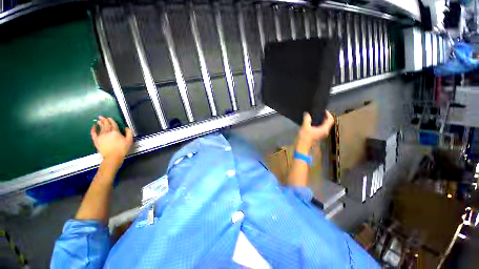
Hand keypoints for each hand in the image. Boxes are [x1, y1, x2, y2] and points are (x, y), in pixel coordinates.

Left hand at [90, 116, 133, 166]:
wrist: (113, 157)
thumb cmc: (122, 149)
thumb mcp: (129, 140)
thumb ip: (129, 133)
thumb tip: (127, 127)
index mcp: (115, 132)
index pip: (113, 124)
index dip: (111, 120)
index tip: (110, 118)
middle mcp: (107, 132)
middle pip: (106, 125)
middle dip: (104, 120)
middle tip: (102, 116)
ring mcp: (101, 136)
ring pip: (100, 128)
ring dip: (100, 123)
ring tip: (99, 120)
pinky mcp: (96, 140)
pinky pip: (93, 133)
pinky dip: (93, 129)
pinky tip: (93, 127)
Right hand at [298, 111, 333, 146]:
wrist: (302, 146)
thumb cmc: (305, 137)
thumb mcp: (305, 127)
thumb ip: (307, 119)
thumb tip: (307, 113)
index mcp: (324, 129)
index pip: (330, 119)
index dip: (328, 114)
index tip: (322, 110)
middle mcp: (325, 131)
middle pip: (328, 122)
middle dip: (324, 116)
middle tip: (318, 112)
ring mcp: (322, 133)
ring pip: (325, 124)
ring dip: (321, 119)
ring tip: (314, 115)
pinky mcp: (318, 134)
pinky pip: (321, 127)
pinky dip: (318, 123)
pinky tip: (312, 121)